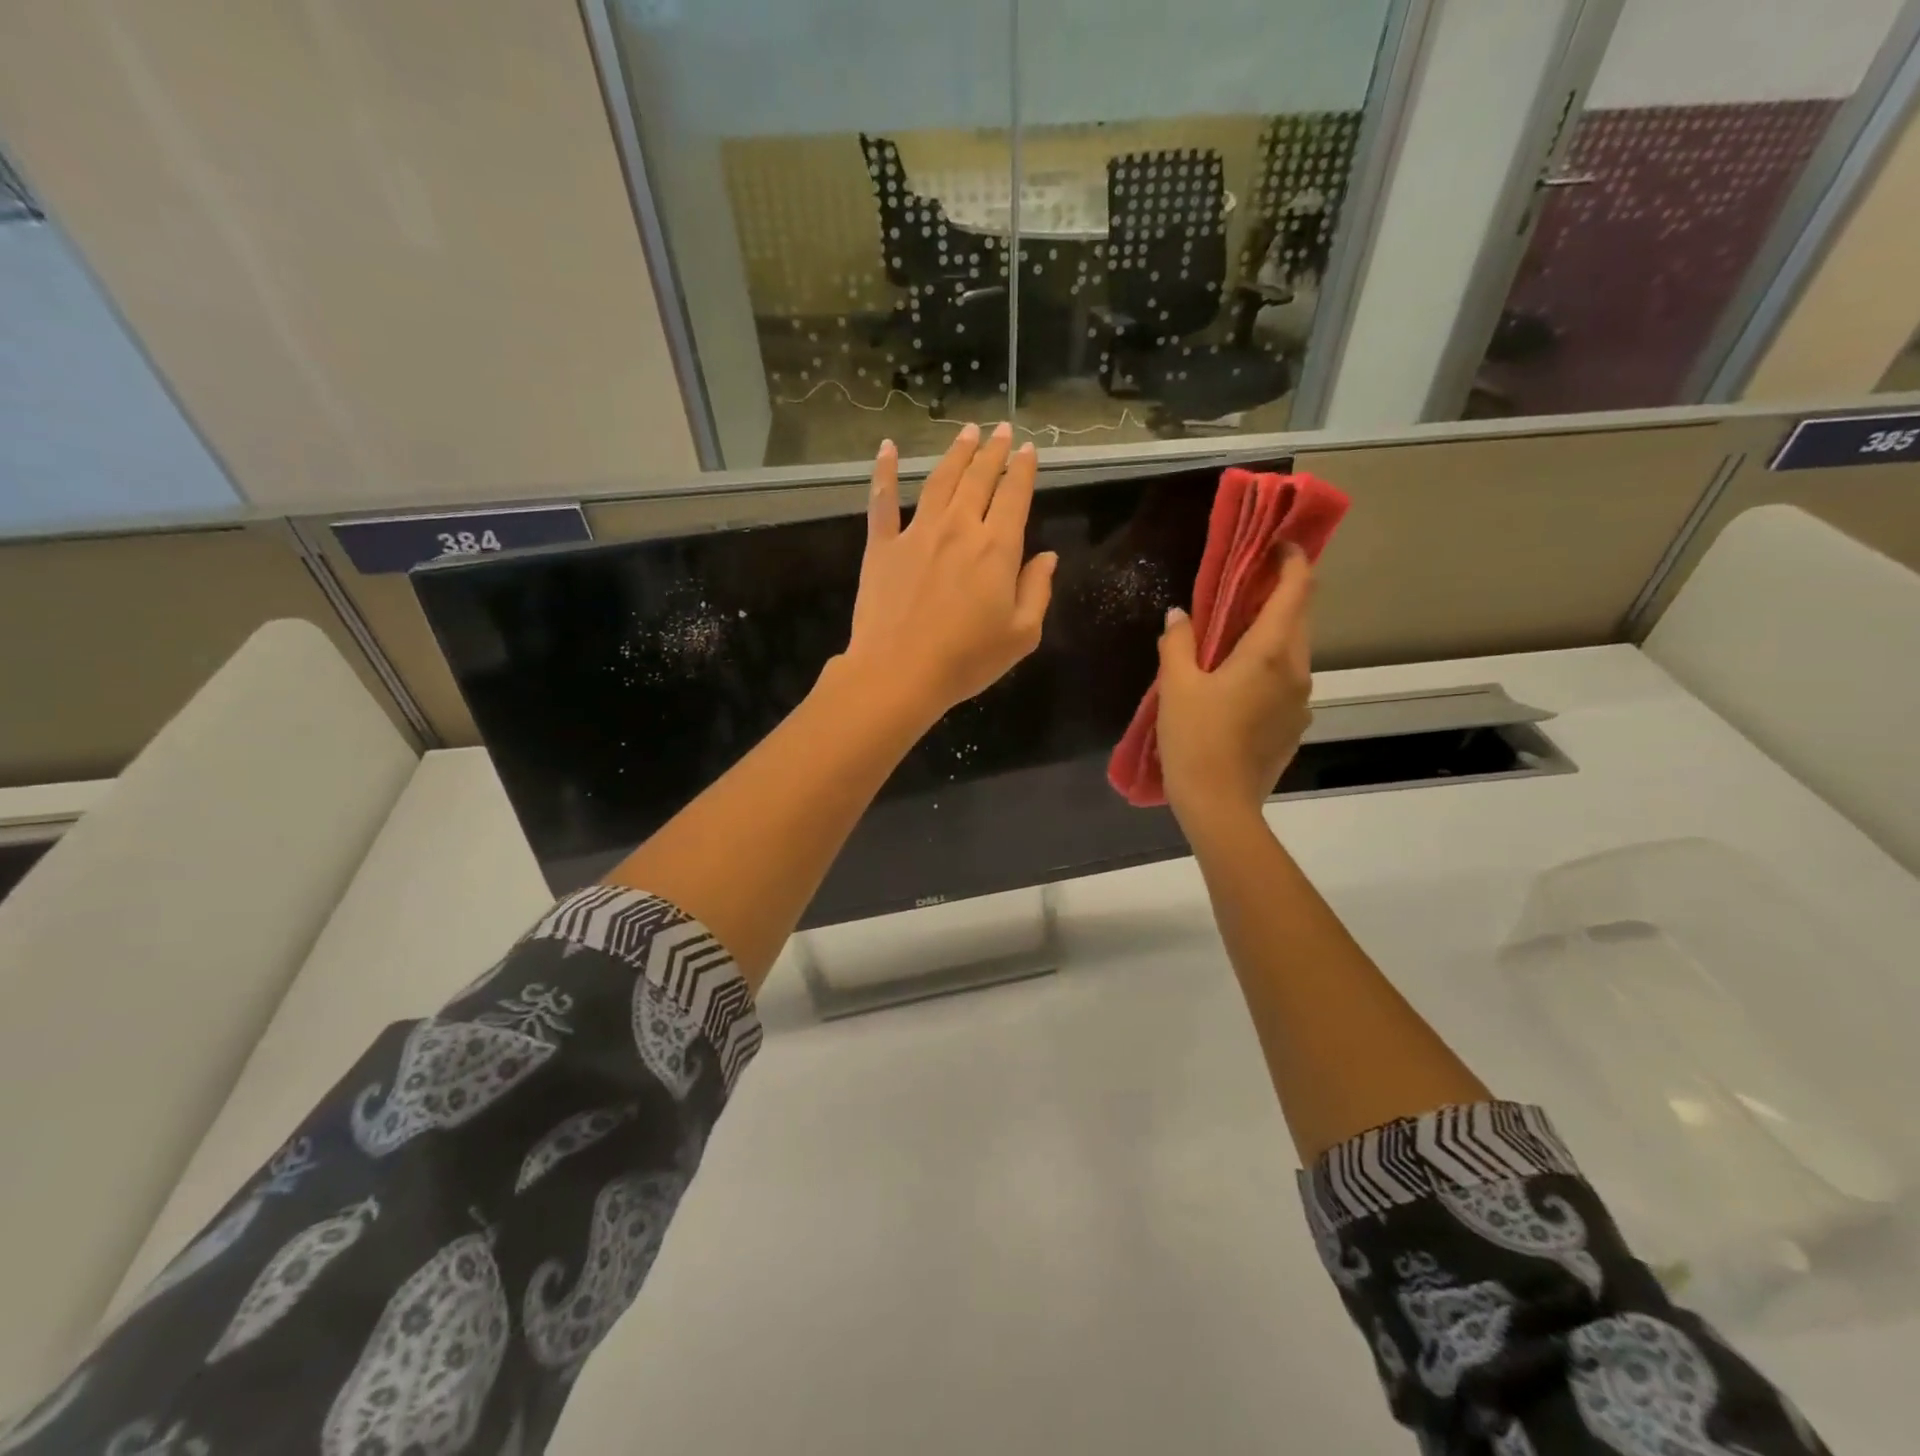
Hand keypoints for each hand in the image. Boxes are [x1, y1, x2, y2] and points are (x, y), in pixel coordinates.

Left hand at [842, 423, 1057, 724]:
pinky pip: (882, 501)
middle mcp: (958, 528)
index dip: (1023, 470)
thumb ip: (1037, 590)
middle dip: (992, 451)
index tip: (1027, 450)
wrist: (899, 673)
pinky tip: (886, 448)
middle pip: (979, 479)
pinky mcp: (882, 546)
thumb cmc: (966, 661)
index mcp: (996, 549)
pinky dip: (884, 472)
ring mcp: (917, 533)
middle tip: (999, 429)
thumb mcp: (1021, 635)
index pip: (1014, 497)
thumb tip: (1046, 557)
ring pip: (939, 480)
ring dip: (955, 453)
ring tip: (966, 431)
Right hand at [1156, 543, 1314, 826]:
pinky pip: (1286, 682)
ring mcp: (1300, 701)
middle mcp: (1297, 670)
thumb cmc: (1196, 739)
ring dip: (1270, 635)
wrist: (1220, 805)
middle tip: (1241, 589)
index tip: (1277, 544)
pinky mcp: (1294, 726)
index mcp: (1271, 652)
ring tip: (1232, 639)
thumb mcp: (1177, 686)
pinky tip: (1235, 685)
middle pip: (1299, 618)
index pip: (1297, 589)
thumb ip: (1179, 643)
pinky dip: (1268, 667)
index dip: (1293, 560)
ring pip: (1293, 652)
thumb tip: (1179, 616)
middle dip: (1277, 596)